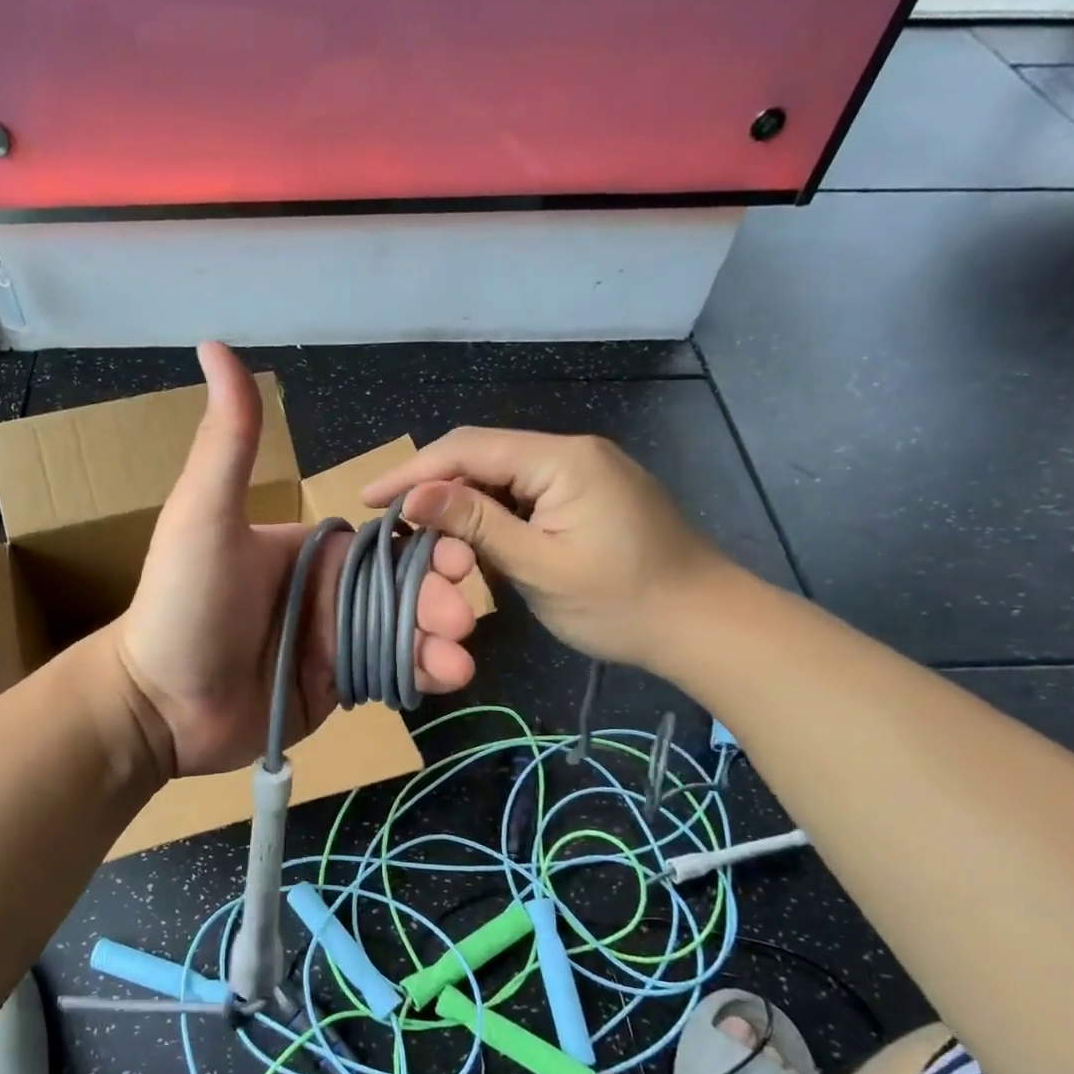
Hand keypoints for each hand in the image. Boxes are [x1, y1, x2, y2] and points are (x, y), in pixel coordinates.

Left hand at [116, 343, 478, 777]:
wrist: (158, 705)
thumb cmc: (183, 604)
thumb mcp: (204, 516)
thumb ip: (229, 440)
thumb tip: (214, 343)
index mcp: (310, 550)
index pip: (384, 542)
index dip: (426, 546)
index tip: (458, 557)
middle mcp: (327, 593)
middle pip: (403, 590)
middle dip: (438, 600)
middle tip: (459, 620)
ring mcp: (332, 642)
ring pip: (403, 634)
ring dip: (437, 643)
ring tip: (458, 662)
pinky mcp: (334, 688)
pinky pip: (386, 675)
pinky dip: (417, 676)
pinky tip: (442, 680)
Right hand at [362, 428, 732, 671]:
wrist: (705, 625)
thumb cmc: (622, 603)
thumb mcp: (540, 567)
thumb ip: (476, 525)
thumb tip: (414, 496)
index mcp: (561, 459)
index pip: (468, 449)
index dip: (413, 471)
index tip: (369, 499)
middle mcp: (570, 452)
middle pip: (482, 456)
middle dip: (433, 485)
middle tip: (391, 521)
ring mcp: (582, 472)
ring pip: (501, 476)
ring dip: (460, 502)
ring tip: (420, 533)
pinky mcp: (587, 496)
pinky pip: (524, 494)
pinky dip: (490, 515)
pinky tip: (468, 539)